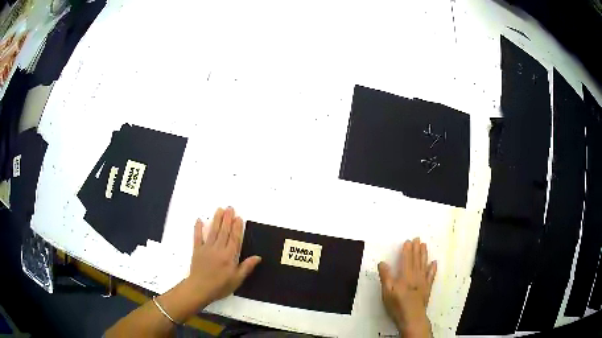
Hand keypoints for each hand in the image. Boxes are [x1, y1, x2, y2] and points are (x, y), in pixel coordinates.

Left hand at [187, 207, 261, 304]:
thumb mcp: (237, 279)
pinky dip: (198, 228)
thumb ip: (247, 267)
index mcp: (229, 256)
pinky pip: (197, 237)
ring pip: (213, 231)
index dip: (237, 227)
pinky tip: (199, 220)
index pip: (235, 238)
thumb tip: (258, 257)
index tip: (239, 218)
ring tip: (219, 209)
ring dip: (217, 220)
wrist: (200, 289)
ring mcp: (207, 248)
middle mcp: (218, 249)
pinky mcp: (197, 250)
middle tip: (230, 208)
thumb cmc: (220, 286)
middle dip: (228, 219)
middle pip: (224, 231)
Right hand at [378, 238, 436, 337]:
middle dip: (416, 249)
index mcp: (405, 276)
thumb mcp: (387, 292)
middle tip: (418, 239)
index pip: (406, 260)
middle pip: (416, 260)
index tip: (408, 241)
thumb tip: (382, 262)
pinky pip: (431, 276)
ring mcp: (423, 282)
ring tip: (425, 246)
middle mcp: (415, 276)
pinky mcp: (427, 288)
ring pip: (424, 265)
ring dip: (424, 255)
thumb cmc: (397, 305)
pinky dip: (432, 269)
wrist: (412, 317)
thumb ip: (385, 276)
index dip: (407, 250)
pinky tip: (434, 262)